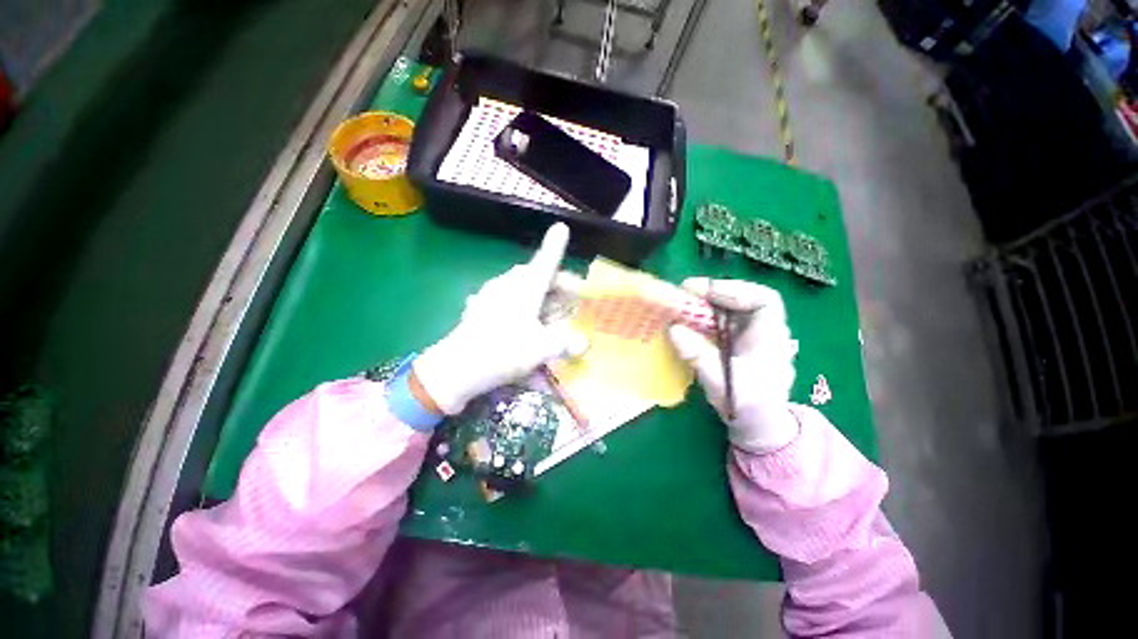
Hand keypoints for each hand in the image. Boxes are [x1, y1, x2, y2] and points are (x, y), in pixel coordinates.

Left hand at [413, 223, 585, 414]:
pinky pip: (503, 297)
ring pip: (518, 284)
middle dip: (554, 282)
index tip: (562, 227)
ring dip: (536, 292)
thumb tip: (584, 343)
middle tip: (568, 298)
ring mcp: (490, 294)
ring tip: (546, 310)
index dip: (555, 245)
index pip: (546, 261)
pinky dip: (517, 303)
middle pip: (534, 274)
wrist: (456, 368)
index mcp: (526, 288)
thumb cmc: (504, 352)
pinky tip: (519, 319)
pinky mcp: (478, 307)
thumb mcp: (542, 349)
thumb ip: (566, 343)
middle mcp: (507, 285)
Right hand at [668, 278, 800, 452]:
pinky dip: (701, 317)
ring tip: (680, 304)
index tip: (706, 292)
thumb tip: (673, 329)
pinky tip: (685, 320)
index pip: (764, 300)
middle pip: (740, 299)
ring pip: (727, 308)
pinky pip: (718, 321)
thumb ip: (698, 355)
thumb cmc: (749, 406)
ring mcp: (747, 334)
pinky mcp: (733, 340)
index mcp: (770, 337)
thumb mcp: (722, 383)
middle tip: (684, 291)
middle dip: (712, 293)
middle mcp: (761, 330)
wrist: (758, 424)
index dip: (735, 290)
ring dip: (703, 304)